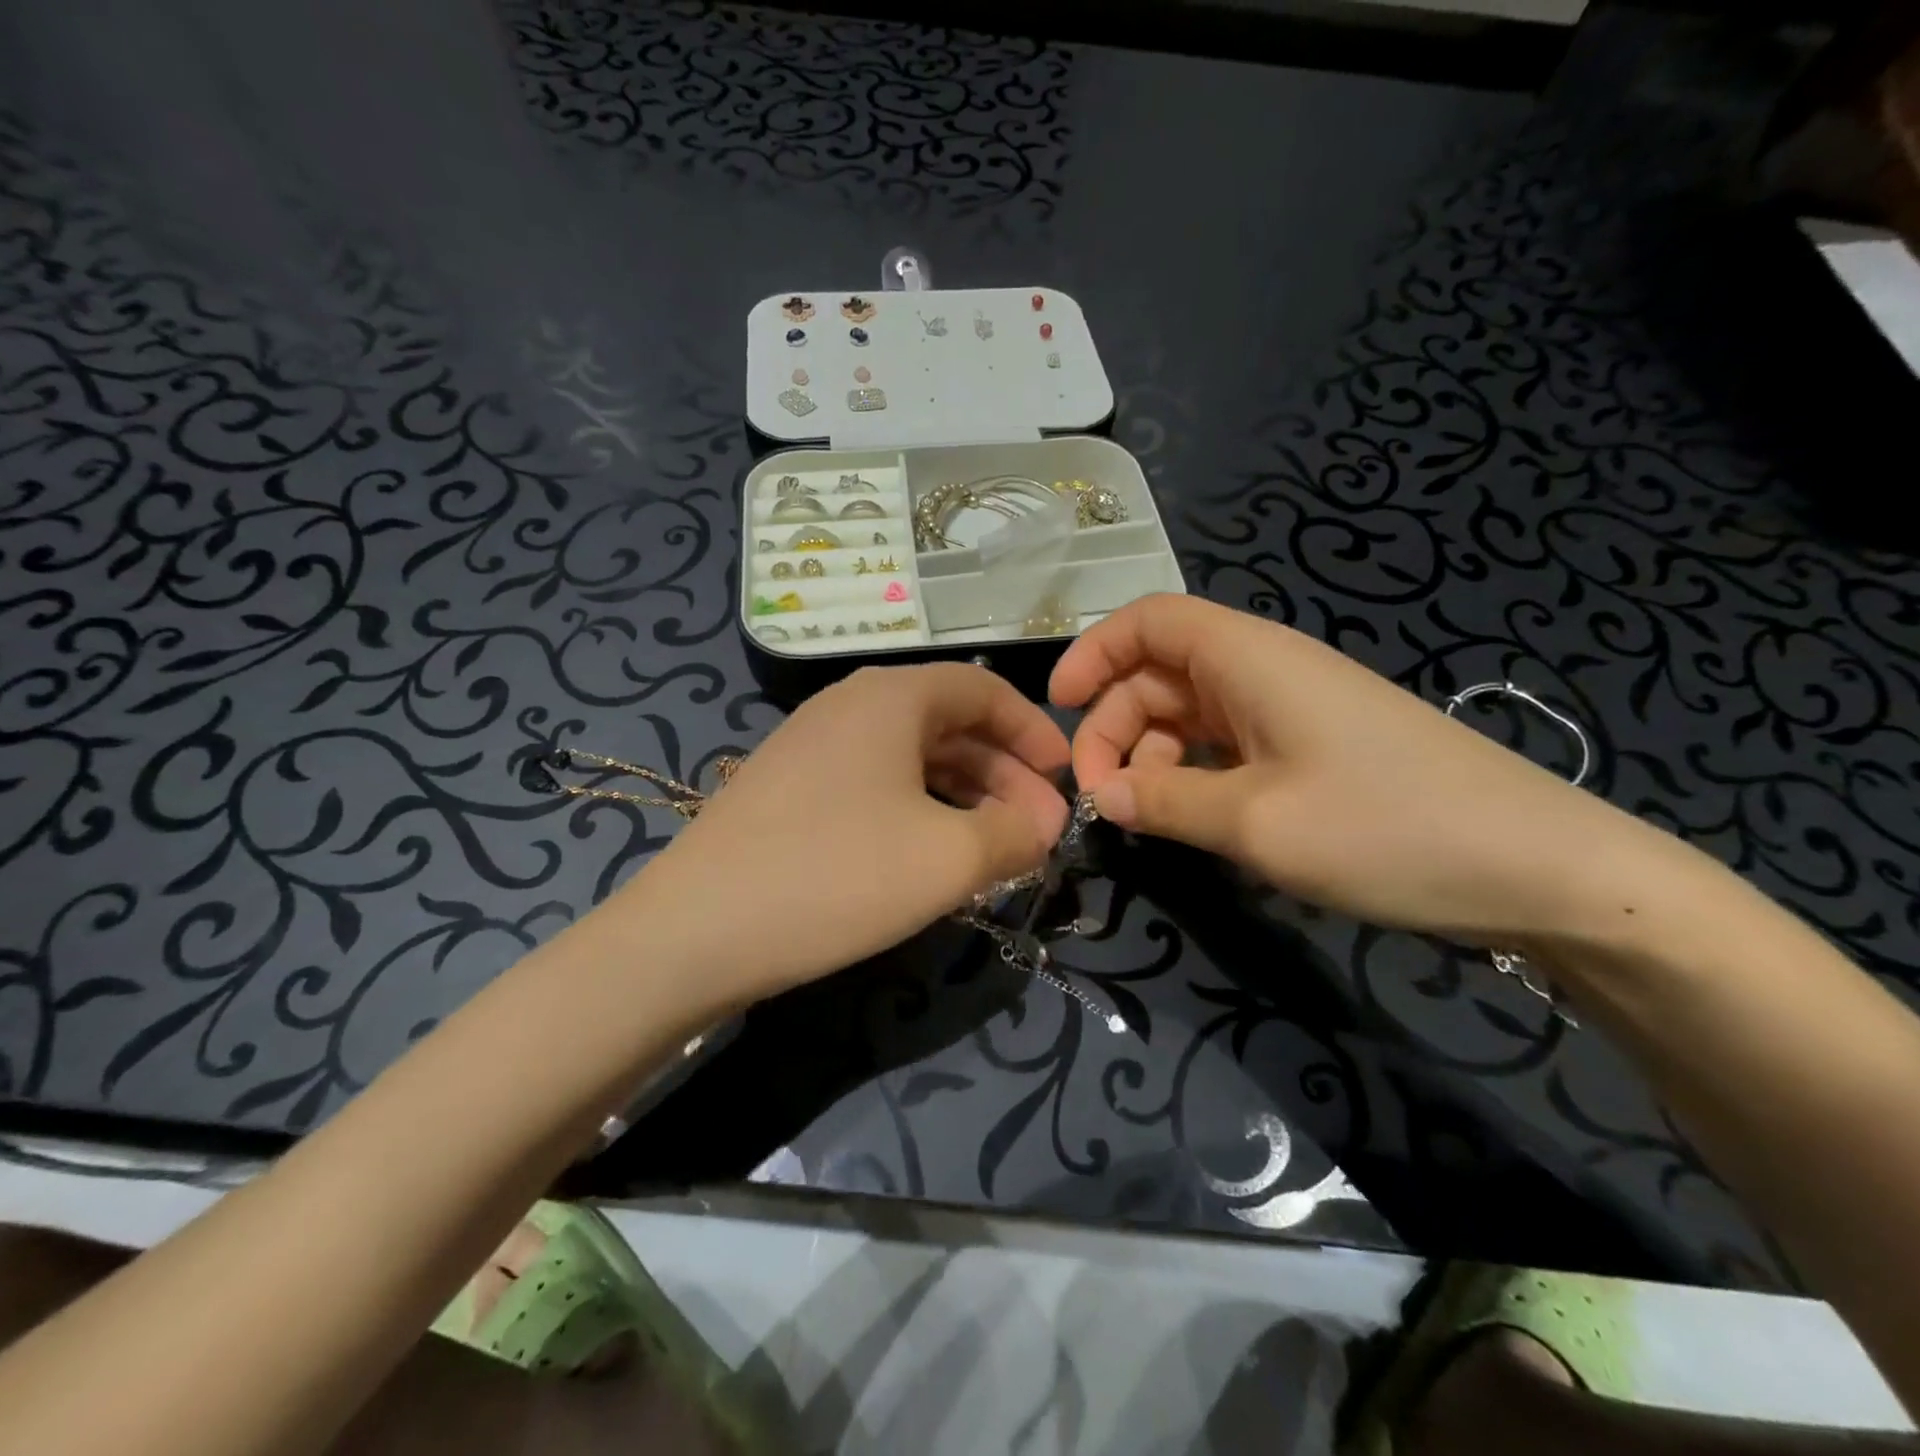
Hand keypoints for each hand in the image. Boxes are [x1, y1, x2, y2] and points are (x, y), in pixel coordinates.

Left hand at [627, 664, 1070, 1003]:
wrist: (694, 931)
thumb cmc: (837, 876)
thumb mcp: (948, 859)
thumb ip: (1014, 834)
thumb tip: (1042, 825)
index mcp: (892, 697)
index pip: (984, 690)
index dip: (1033, 731)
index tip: (1064, 778)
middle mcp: (850, 705)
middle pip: (950, 724)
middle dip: (1004, 774)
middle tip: (1038, 830)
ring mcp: (813, 745)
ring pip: (912, 757)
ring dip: (964, 795)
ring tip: (997, 848)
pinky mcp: (790, 788)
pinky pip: (875, 783)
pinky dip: (920, 809)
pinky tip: (934, 853)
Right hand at [1050, 595, 1701, 947]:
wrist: (1540, 870)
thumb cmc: (1389, 829)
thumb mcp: (1256, 822)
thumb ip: (1165, 802)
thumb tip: (1099, 795)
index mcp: (1250, 659)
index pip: (1150, 620)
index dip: (1094, 653)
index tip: (1057, 708)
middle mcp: (1265, 672)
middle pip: (1160, 673)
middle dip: (1114, 725)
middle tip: (1098, 797)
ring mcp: (1291, 712)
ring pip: (1190, 714)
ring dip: (1151, 757)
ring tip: (1142, 816)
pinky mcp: (1311, 751)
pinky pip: (1226, 747)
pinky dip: (1192, 775)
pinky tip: (1189, 820)